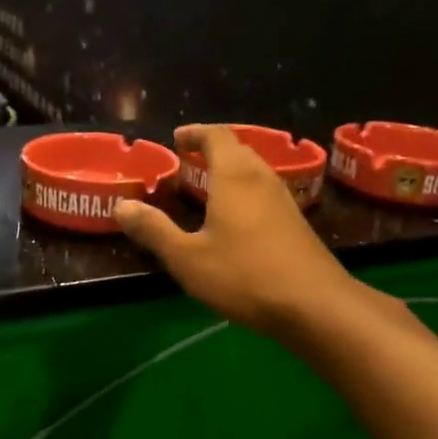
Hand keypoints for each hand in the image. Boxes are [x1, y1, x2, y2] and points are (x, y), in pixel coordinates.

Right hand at [114, 125, 360, 336]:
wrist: (315, 305)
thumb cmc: (245, 275)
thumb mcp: (187, 258)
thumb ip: (154, 230)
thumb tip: (121, 205)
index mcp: (234, 176)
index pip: (216, 135)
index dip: (195, 133)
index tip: (176, 139)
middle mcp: (262, 178)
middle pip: (238, 149)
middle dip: (211, 149)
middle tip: (187, 161)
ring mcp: (284, 200)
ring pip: (254, 171)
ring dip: (229, 170)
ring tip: (206, 186)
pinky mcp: (296, 222)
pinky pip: (264, 192)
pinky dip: (244, 191)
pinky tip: (234, 219)